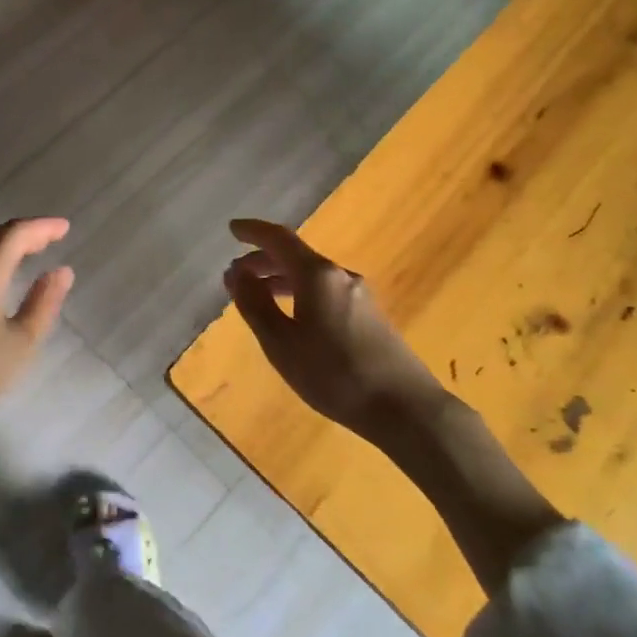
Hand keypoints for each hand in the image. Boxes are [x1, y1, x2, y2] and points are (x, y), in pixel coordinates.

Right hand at [226, 219, 561, 592]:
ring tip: (258, 297)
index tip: (232, 229)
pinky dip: (300, 294)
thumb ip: (255, 305)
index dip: (253, 231)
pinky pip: (326, 292)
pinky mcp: (370, 316)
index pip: (279, 239)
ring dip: (281, 279)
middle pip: (296, 256)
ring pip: (311, 276)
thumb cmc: (334, 374)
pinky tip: (293, 319)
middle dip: (263, 260)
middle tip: (236, 274)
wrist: (404, 408)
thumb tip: (236, 273)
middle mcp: (340, 275)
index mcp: (317, 275)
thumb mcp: (282, 344)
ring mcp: (359, 295)